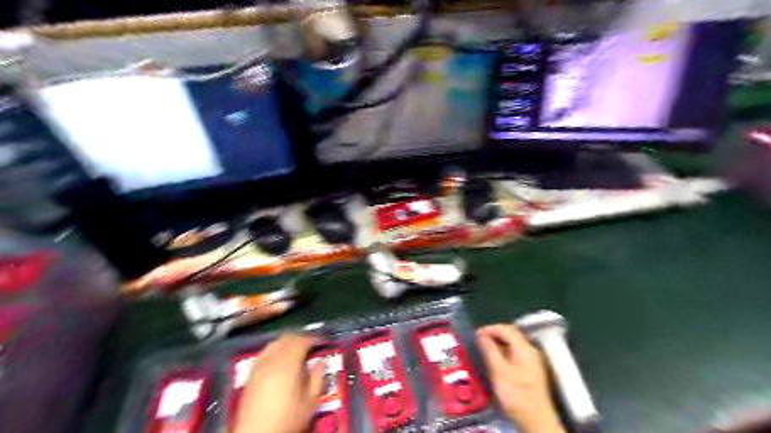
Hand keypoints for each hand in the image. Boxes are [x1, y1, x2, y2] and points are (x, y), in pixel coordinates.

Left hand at [232, 334, 322, 432]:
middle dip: (300, 338)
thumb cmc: (287, 418)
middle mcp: (273, 359)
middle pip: (287, 338)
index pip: (302, 341)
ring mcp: (259, 366)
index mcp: (289, 363)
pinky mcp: (250, 374)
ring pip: (274, 343)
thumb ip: (317, 378)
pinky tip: (278, 361)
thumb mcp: (310, 401)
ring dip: (286, 343)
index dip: (313, 338)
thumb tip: (321, 362)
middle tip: (310, 345)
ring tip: (295, 351)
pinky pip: (264, 353)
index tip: (321, 341)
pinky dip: (274, 351)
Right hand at [476, 322, 563, 432]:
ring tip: (484, 348)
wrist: (536, 420)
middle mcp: (530, 350)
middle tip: (478, 340)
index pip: (505, 329)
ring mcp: (532, 360)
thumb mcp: (498, 371)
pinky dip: (503, 351)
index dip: (489, 329)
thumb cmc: (516, 395)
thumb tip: (480, 334)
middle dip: (494, 334)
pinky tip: (495, 359)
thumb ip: (489, 350)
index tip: (474, 335)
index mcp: (524, 348)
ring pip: (513, 343)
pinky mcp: (530, 370)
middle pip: (510, 334)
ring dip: (498, 343)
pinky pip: (515, 352)